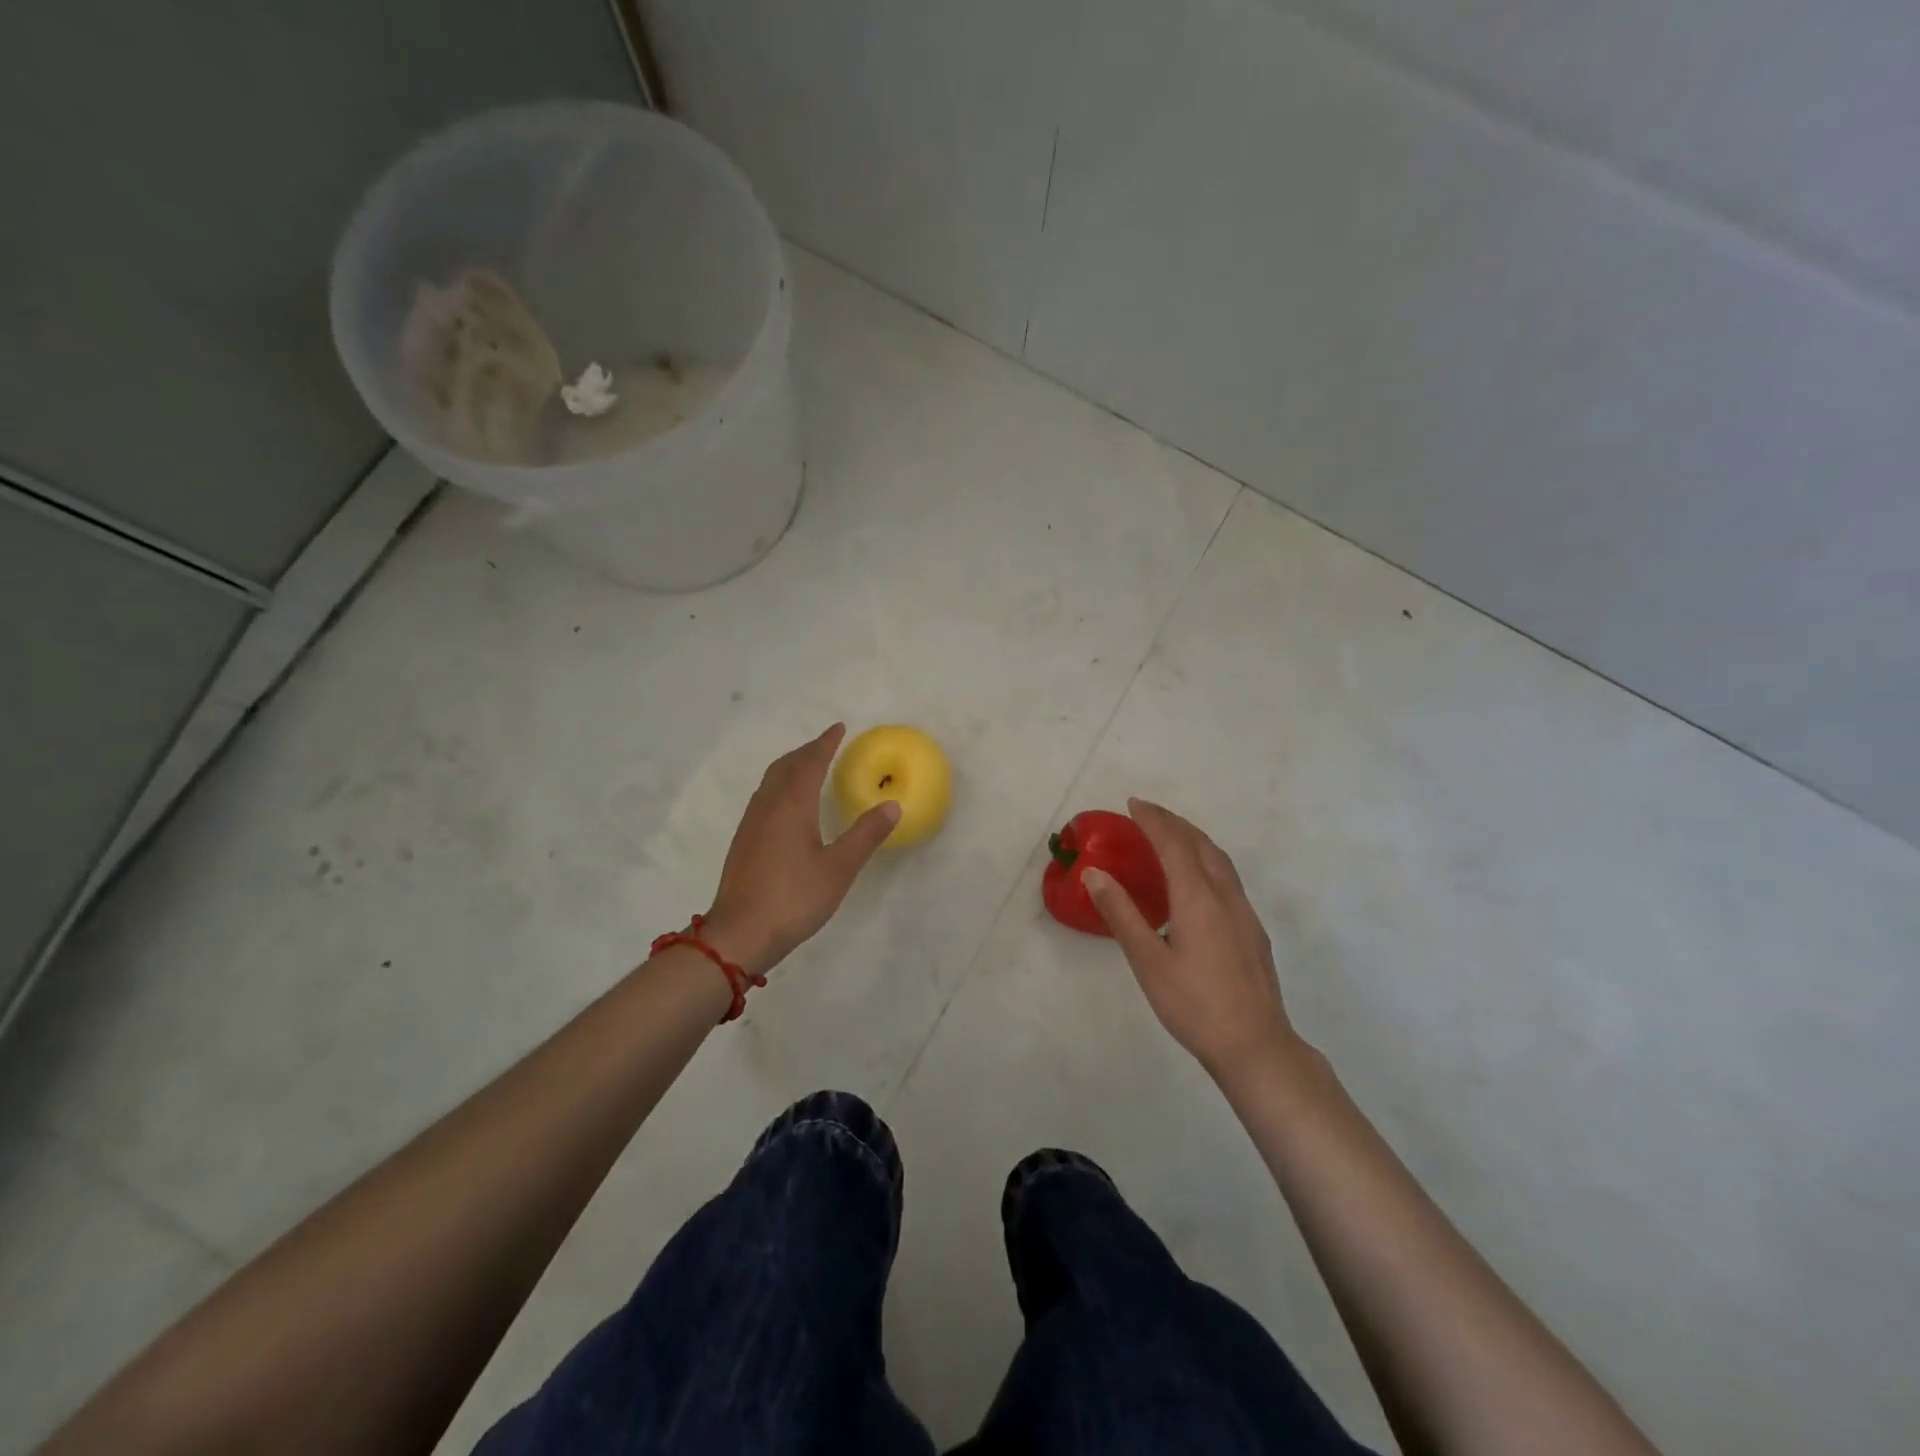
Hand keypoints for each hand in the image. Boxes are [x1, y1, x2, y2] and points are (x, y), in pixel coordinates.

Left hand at [700, 724, 899, 977]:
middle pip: (785, 766)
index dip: (825, 744)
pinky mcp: (743, 842)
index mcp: (792, 806)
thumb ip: (866, 835)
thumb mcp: (839, 868)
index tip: (839, 728)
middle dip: (806, 751)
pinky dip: (780, 786)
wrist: (740, 934)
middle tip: (826, 745)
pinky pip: (764, 798)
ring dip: (790, 767)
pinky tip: (787, 806)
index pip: (810, 763)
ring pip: (770, 781)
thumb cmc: (794, 898)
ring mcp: (751, 824)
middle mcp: (768, 807)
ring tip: (808, 768)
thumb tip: (892, 805)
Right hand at [1083, 799, 1304, 1082]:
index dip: (1153, 820)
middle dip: (1173, 821)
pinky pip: (1227, 876)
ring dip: (1193, 837)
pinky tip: (1197, 877)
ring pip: (1219, 858)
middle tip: (1146, 812)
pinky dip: (1206, 858)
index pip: (1173, 844)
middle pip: (1200, 844)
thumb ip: (1121, 914)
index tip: (1133, 804)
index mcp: (1197, 898)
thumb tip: (1095, 873)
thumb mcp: (1147, 962)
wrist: (1256, 1046)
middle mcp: (1224, 895)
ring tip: (1170, 833)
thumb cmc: (1194, 1005)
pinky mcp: (1252, 929)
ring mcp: (1244, 912)